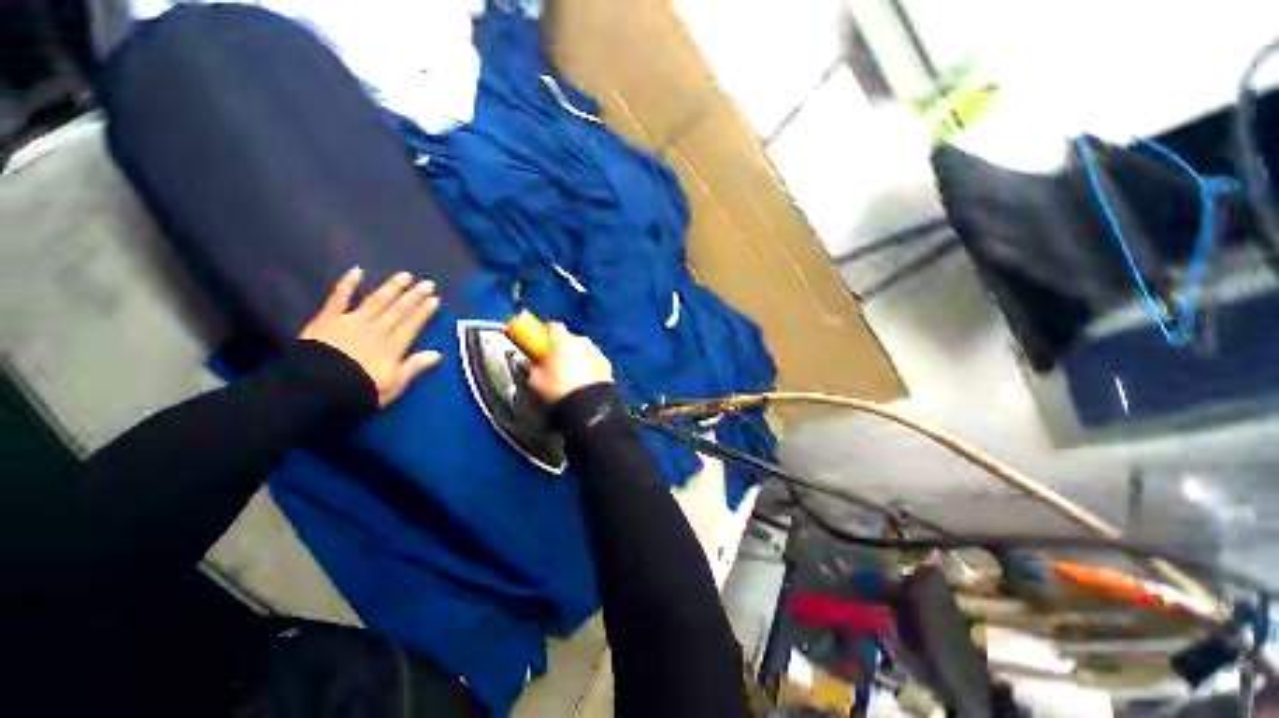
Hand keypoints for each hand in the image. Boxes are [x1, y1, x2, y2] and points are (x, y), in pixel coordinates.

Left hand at [300, 267, 441, 406]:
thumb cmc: (359, 389)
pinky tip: (357, 271)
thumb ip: (414, 367)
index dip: (424, 312)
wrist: (318, 387)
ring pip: (377, 301)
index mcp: (393, 346)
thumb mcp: (393, 385)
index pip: (412, 325)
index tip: (435, 299)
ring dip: (391, 287)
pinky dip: (348, 284)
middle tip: (427, 283)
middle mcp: (377, 329)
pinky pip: (339, 298)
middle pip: (399, 310)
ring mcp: (353, 321)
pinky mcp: (329, 318)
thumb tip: (438, 353)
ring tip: (405, 275)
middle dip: (414, 296)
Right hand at [527, 323, 613, 403]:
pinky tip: (583, 380)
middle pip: (568, 338)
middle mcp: (582, 340)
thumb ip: (530, 367)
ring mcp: (597, 351)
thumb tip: (528, 362)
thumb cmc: (559, 391)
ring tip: (569, 373)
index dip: (543, 333)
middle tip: (553, 361)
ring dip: (576, 356)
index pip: (551, 326)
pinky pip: (593, 360)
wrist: (590, 407)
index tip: (538, 344)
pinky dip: (588, 365)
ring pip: (582, 349)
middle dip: (560, 346)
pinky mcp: (607, 364)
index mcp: (562, 340)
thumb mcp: (536, 381)